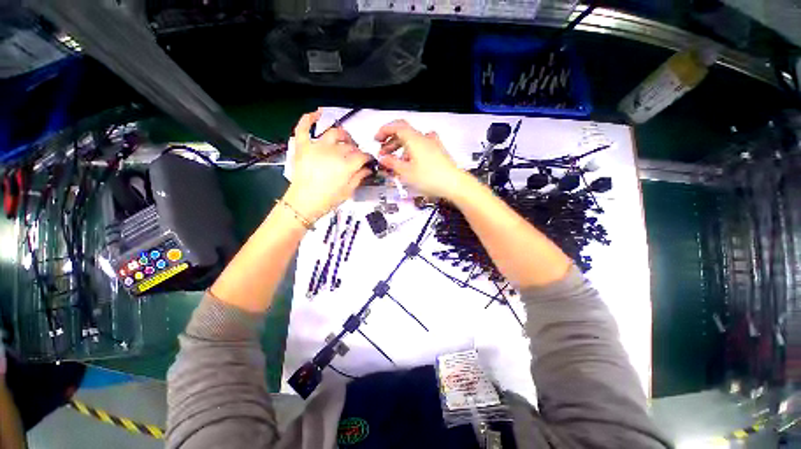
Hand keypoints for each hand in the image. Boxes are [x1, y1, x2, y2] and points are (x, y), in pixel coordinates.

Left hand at [284, 109, 370, 222]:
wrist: (303, 203)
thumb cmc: (328, 200)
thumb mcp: (348, 191)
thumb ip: (359, 177)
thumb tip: (368, 168)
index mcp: (346, 165)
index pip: (362, 156)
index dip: (368, 158)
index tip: (369, 161)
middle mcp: (333, 152)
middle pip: (350, 145)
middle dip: (356, 150)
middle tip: (356, 157)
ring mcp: (317, 147)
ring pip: (334, 133)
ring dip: (343, 135)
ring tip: (345, 140)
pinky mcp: (303, 146)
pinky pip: (304, 128)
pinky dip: (309, 119)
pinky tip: (317, 113)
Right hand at [375, 120, 466, 198]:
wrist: (454, 184)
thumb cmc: (429, 178)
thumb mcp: (406, 172)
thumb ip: (392, 163)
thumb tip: (382, 158)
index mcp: (414, 139)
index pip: (397, 126)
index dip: (384, 131)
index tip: (376, 140)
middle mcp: (424, 138)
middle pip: (404, 134)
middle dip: (391, 142)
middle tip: (383, 154)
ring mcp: (433, 144)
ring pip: (412, 141)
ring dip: (400, 148)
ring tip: (394, 161)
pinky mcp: (438, 151)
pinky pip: (421, 147)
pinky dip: (411, 152)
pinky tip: (410, 162)